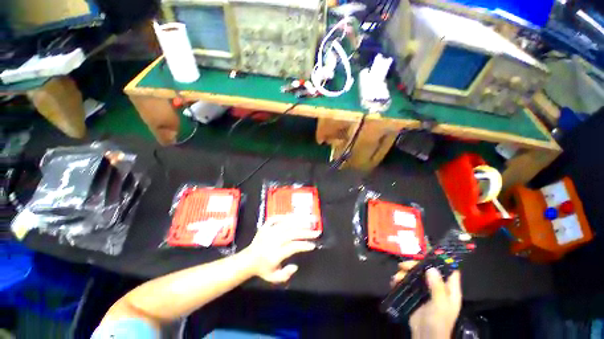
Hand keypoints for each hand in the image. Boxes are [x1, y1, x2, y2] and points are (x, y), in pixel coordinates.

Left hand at [244, 216, 320, 283]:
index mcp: (275, 254)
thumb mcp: (273, 277)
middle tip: (317, 232)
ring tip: (310, 219)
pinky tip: (294, 216)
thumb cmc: (263, 269)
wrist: (247, 260)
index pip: (293, 247)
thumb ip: (285, 274)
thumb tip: (295, 265)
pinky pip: (276, 218)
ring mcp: (268, 231)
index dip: (304, 245)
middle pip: (293, 233)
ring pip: (286, 223)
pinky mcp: (265, 226)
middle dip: (307, 232)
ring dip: (300, 221)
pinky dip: (285, 216)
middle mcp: (273, 240)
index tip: (313, 245)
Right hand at [391, 262, 461, 338]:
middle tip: (403, 266)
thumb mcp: (440, 306)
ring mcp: (425, 291)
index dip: (442, 261)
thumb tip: (431, 268)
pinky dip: (400, 280)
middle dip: (414, 266)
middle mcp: (438, 287)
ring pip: (415, 275)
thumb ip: (437, 287)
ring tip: (396, 277)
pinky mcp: (415, 295)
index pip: (450, 271)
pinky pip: (408, 283)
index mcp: (449, 290)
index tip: (429, 253)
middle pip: (427, 270)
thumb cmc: (438, 323)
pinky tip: (394, 282)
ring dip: (405, 273)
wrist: (424, 338)